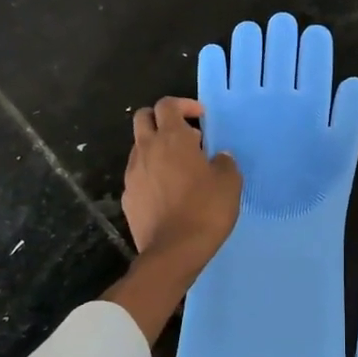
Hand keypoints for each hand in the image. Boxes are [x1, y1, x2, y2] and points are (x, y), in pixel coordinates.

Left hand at [121, 97, 241, 264]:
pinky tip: (168, 192)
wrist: (173, 251)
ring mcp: (133, 173)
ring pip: (139, 146)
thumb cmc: (206, 210)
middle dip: (162, 119)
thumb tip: (218, 157)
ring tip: (179, 167)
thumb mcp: (229, 182)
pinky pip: (138, 174)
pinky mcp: (128, 196)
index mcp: (172, 139)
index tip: (200, 118)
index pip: (168, 104)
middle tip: (184, 135)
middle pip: (143, 117)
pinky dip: (151, 173)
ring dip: (156, 147)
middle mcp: (147, 149)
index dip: (184, 105)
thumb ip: (224, 162)